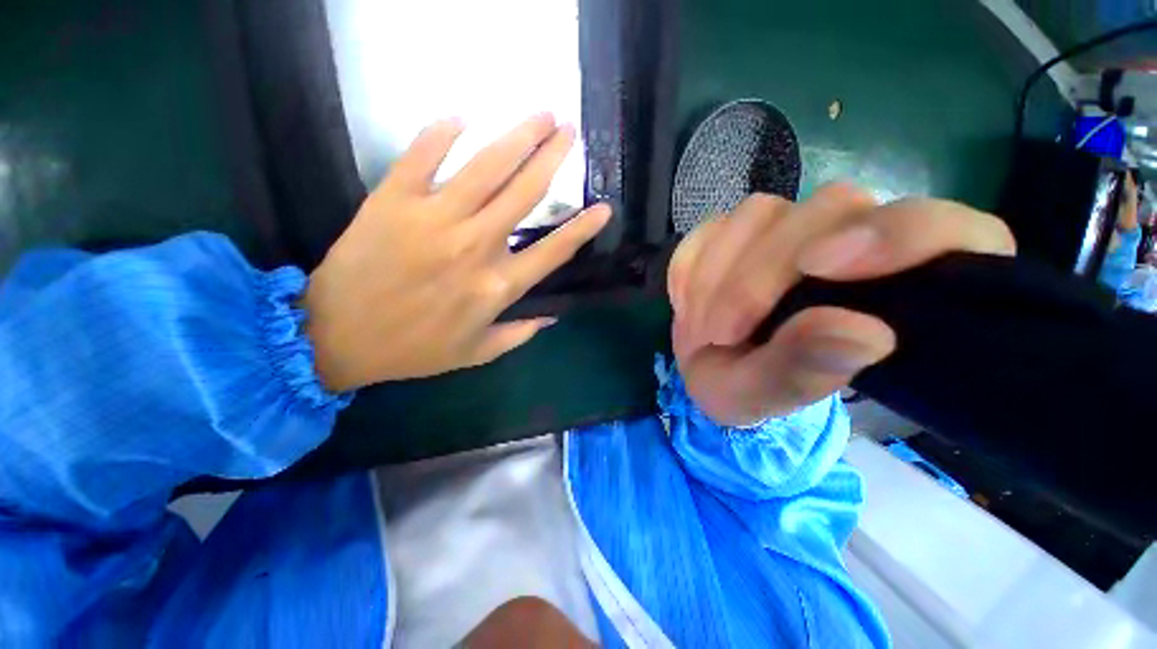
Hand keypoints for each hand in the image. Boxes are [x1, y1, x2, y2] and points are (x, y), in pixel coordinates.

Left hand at [304, 114, 610, 391]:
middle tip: (570, 132)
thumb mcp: (476, 353)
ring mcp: (434, 219)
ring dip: (518, 136)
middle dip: (553, 158)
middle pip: (525, 194)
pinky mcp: (392, 200)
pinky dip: (441, 134)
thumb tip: (551, 317)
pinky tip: (460, 118)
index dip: (581, 229)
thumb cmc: (414, 349)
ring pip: (486, 167)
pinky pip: (421, 156)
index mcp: (497, 286)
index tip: (604, 208)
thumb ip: (519, 334)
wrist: (337, 336)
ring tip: (541, 114)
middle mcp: (474, 247)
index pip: (552, 251)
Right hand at [668, 184, 1014, 425]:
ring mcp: (787, 227)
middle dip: (761, 275)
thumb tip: (864, 333)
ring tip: (702, 329)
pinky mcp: (734, 229)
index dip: (898, 235)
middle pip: (831, 208)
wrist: (705, 364)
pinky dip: (690, 268)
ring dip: (718, 275)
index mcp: (895, 285)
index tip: (822, 268)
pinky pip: (710, 228)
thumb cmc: (749, 387)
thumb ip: (805, 370)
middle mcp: (849, 238)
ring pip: (761, 213)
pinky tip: (688, 303)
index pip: (943, 229)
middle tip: (722, 333)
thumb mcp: (767, 396)